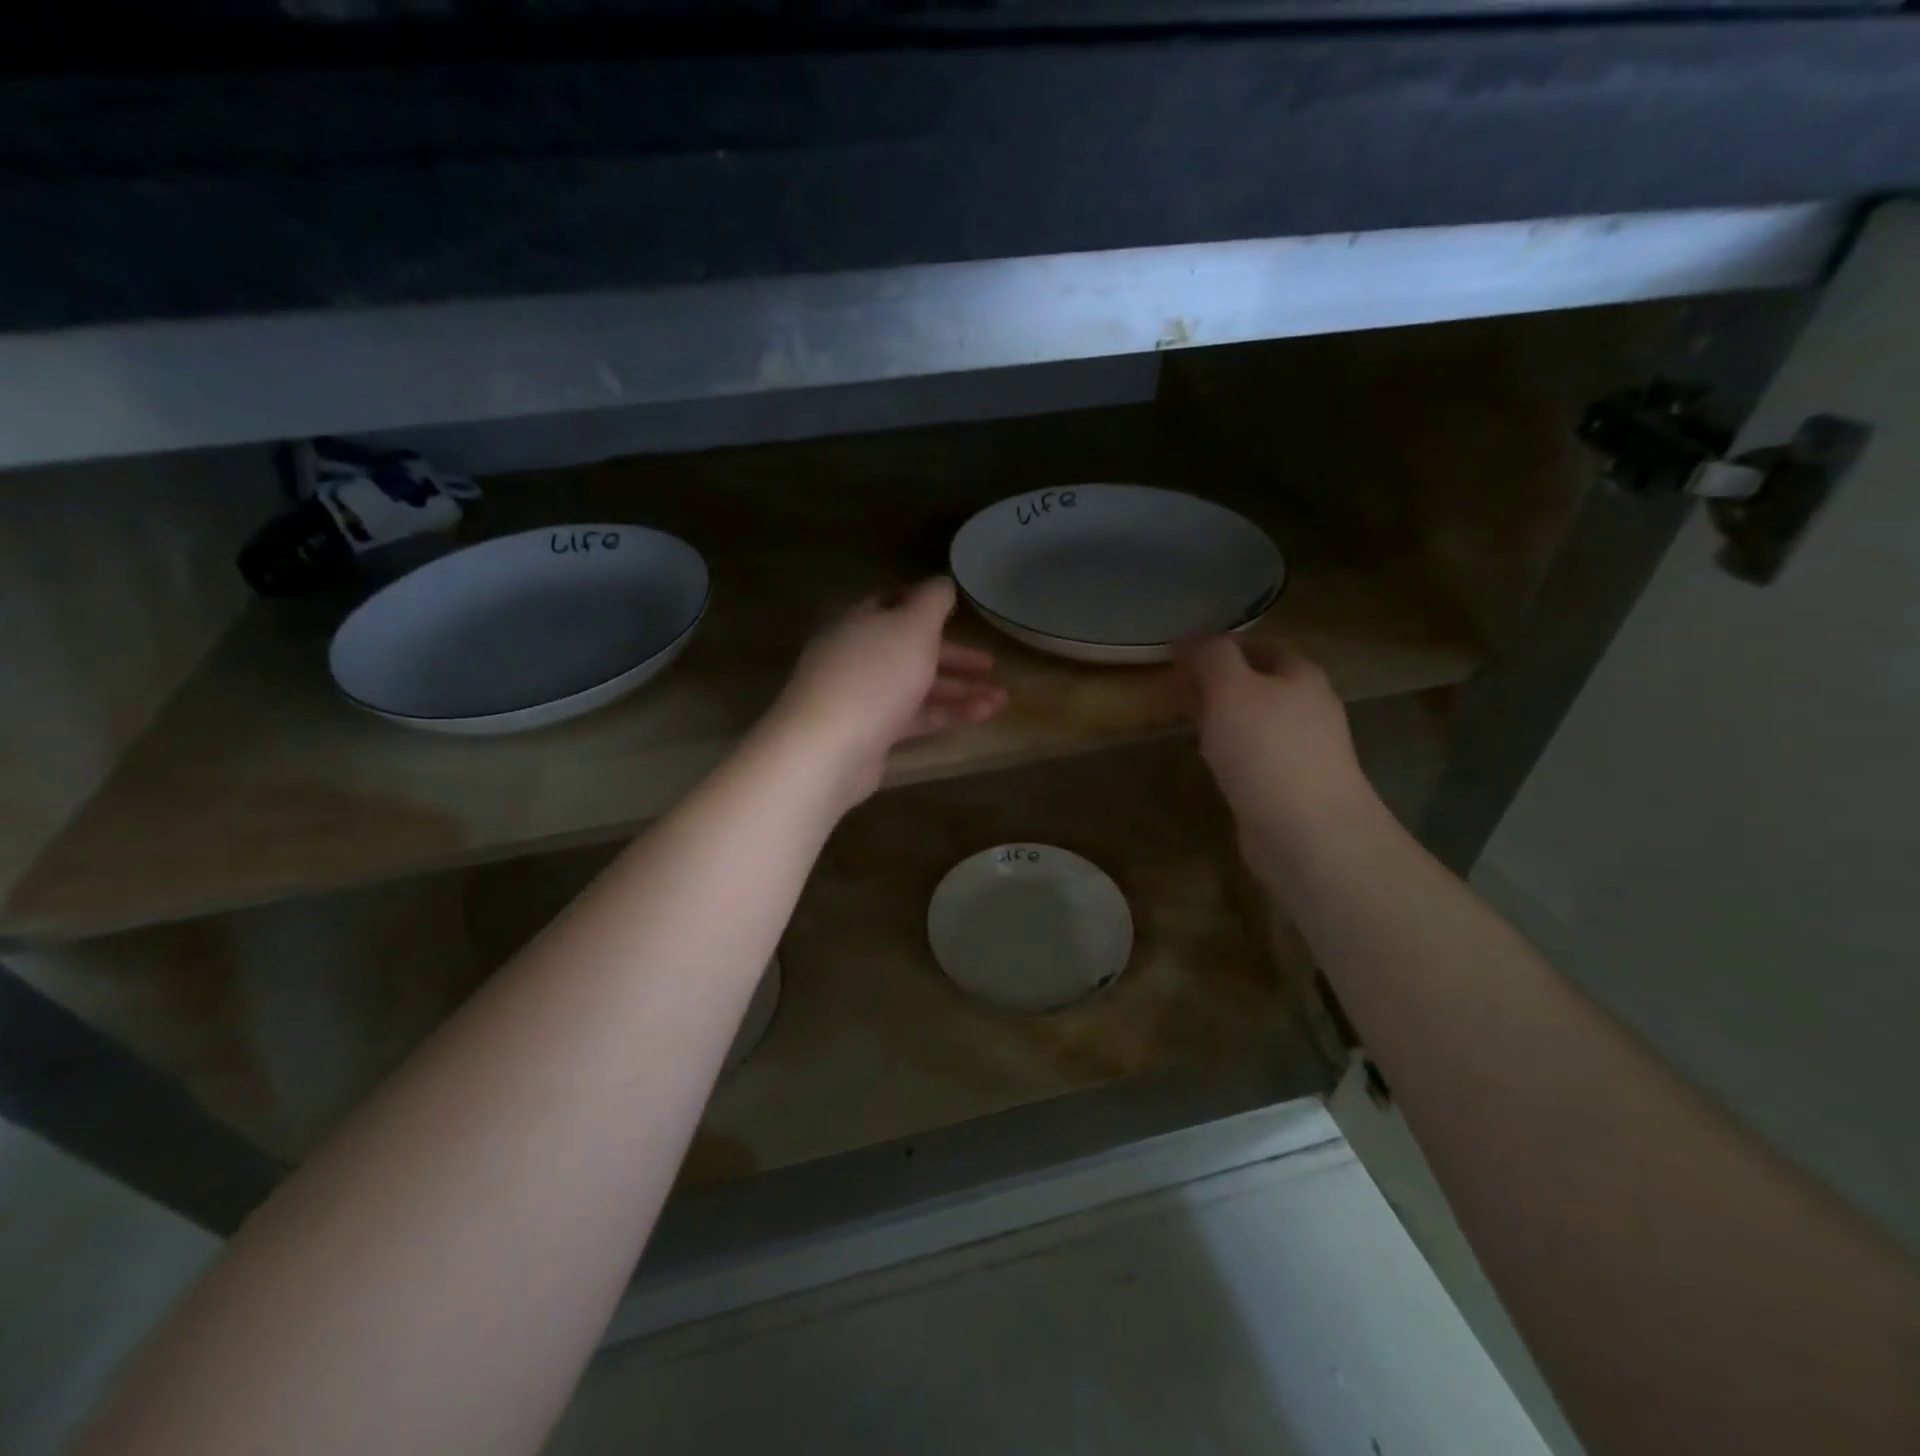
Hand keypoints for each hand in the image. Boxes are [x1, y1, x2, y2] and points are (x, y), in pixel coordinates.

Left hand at [768, 578, 1008, 810]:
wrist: (828, 749)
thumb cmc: (874, 676)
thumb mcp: (911, 627)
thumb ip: (931, 602)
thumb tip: (942, 582)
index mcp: (860, 624)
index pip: (891, 604)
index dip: (924, 604)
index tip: (957, 610)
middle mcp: (858, 658)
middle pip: (910, 651)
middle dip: (953, 657)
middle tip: (990, 664)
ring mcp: (863, 699)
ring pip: (917, 688)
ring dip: (960, 691)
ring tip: (1003, 699)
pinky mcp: (871, 735)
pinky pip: (915, 718)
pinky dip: (948, 715)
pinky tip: (982, 716)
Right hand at [1179, 636, 1379, 877]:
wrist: (1307, 832)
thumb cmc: (1268, 750)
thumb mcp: (1231, 689)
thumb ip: (1211, 657)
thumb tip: (1188, 639)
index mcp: (1301, 675)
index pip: (1260, 646)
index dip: (1221, 645)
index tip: (1180, 653)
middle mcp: (1308, 708)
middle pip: (1259, 683)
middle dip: (1218, 682)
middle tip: (1175, 686)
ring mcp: (1303, 750)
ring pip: (1254, 721)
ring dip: (1222, 717)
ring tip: (1183, 720)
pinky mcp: (1290, 786)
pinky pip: (1254, 756)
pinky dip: (1229, 750)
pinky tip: (1208, 760)